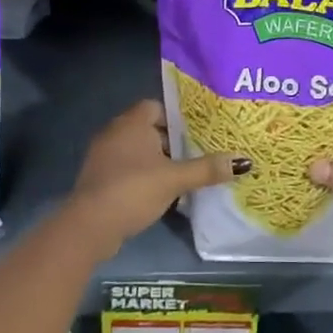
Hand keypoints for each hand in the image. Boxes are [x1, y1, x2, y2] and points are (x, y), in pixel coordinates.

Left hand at [65, 100, 246, 254]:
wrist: (89, 226)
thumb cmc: (133, 190)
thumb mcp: (175, 179)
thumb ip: (207, 168)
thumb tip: (244, 161)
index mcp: (132, 122)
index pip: (157, 106)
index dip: (177, 117)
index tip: (197, 131)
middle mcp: (115, 132)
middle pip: (148, 128)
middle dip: (171, 140)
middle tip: (196, 152)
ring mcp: (103, 155)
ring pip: (136, 149)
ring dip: (156, 159)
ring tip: (182, 173)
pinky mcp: (98, 178)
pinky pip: (125, 167)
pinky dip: (141, 174)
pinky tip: (158, 191)